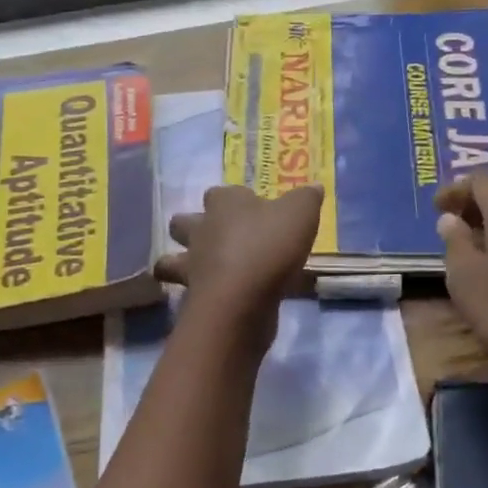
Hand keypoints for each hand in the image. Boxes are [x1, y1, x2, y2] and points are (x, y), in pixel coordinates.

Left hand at [155, 184, 322, 326]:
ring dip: (184, 262)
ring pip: (173, 260)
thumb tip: (314, 187)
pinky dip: (199, 293)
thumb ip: (306, 198)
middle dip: (193, 227)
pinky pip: (191, 291)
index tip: (253, 209)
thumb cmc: (269, 247)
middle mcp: (201, 229)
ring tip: (208, 270)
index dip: (234, 199)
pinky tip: (219, 298)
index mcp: (224, 203)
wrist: (241, 300)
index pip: (220, 193)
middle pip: (183, 222)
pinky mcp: (194, 296)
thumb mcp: (300, 214)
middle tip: (220, 238)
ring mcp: (193, 265)